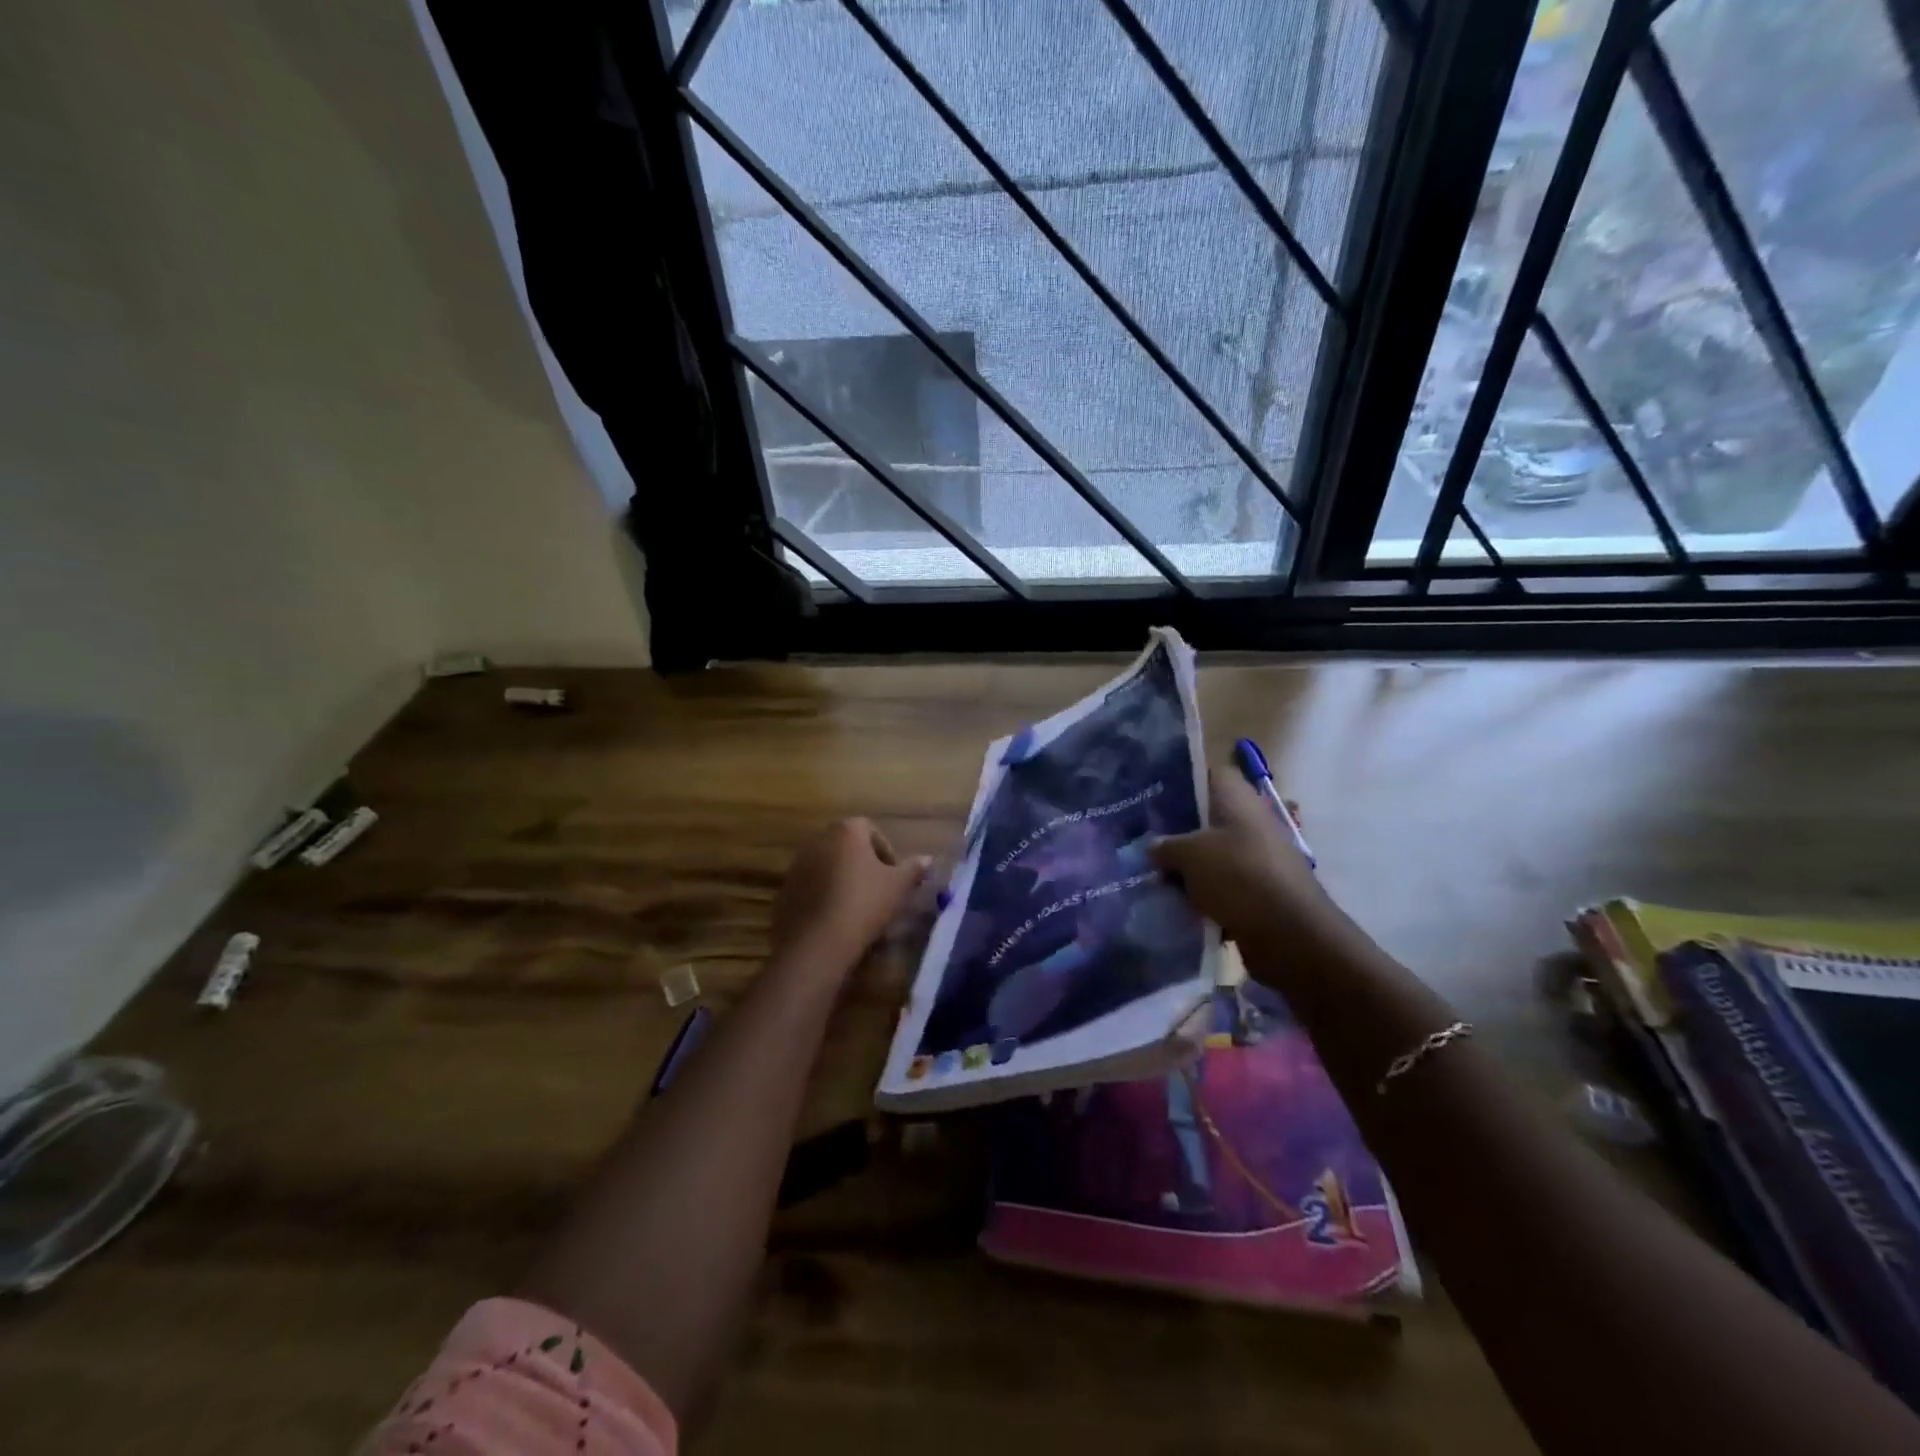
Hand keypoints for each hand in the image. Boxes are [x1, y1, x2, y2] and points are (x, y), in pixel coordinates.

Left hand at [770, 818, 931, 969]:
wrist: (817, 944)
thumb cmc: (864, 904)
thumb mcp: (898, 887)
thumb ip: (914, 869)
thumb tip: (929, 859)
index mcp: (846, 831)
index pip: (871, 830)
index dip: (887, 853)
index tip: (895, 878)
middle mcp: (818, 840)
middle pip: (847, 847)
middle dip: (864, 866)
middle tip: (879, 892)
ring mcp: (797, 865)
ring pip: (828, 867)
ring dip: (844, 881)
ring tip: (859, 910)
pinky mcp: (785, 891)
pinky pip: (811, 888)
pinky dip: (825, 897)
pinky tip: (836, 921)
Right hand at [1149, 771, 1335, 951]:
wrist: (1289, 933)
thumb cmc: (1238, 876)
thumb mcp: (1189, 855)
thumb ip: (1166, 846)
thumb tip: (1154, 846)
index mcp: (1238, 799)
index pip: (1210, 774)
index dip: (1182, 781)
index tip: (1153, 795)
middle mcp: (1251, 821)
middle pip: (1209, 817)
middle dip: (1179, 829)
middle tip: (1144, 838)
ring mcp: (1259, 856)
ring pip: (1215, 853)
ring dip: (1190, 865)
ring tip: (1154, 872)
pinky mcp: (1261, 889)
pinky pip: (1224, 884)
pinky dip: (1205, 893)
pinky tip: (1177, 902)